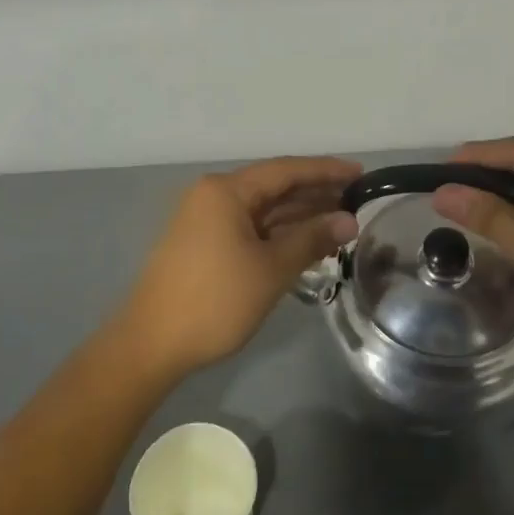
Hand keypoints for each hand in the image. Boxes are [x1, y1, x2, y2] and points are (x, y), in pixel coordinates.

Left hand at [115, 156, 360, 375]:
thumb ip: (311, 239)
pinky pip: (251, 229)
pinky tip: (308, 244)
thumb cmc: (215, 301)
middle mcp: (214, 197)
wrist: (151, 344)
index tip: (361, 173)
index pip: (286, 170)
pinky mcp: (205, 245)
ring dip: (300, 217)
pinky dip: (279, 235)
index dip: (326, 171)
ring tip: (342, 224)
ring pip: (263, 211)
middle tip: (358, 202)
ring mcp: (207, 221)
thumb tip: (349, 221)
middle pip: (274, 187)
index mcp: (226, 191)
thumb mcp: (270, 269)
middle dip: (316, 195)